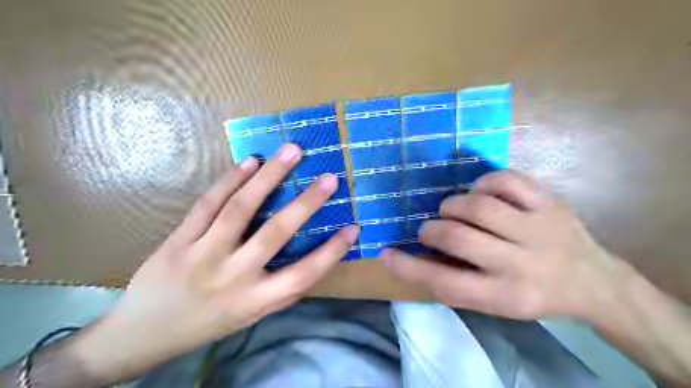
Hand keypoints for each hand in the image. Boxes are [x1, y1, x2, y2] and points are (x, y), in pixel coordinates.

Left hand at [69, 144, 361, 383]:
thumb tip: (313, 263)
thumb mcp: (250, 317)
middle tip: (329, 178)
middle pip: (275, 233)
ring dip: (269, 176)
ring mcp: (202, 255)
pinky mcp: (178, 240)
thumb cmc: (208, 324)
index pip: (303, 274)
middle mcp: (233, 276)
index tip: (354, 227)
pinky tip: (250, 162)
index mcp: (255, 300)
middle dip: (306, 203)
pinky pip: (207, 204)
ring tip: (291, 152)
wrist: (141, 334)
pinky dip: (231, 180)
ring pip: (240, 209)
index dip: (331, 251)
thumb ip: (280, 291)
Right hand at [386, 170, 623, 320]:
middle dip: (432, 229)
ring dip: (453, 205)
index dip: (409, 269)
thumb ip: (455, 282)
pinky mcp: (549, 203)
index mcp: (504, 296)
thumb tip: (414, 256)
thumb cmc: (532, 295)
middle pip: (458, 238)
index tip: (386, 254)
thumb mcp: (494, 304)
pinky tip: (480, 192)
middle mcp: (521, 264)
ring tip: (452, 211)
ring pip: (478, 206)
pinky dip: (482, 183)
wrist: (593, 283)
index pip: (444, 283)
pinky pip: (505, 180)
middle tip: (429, 229)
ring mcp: (538, 229)